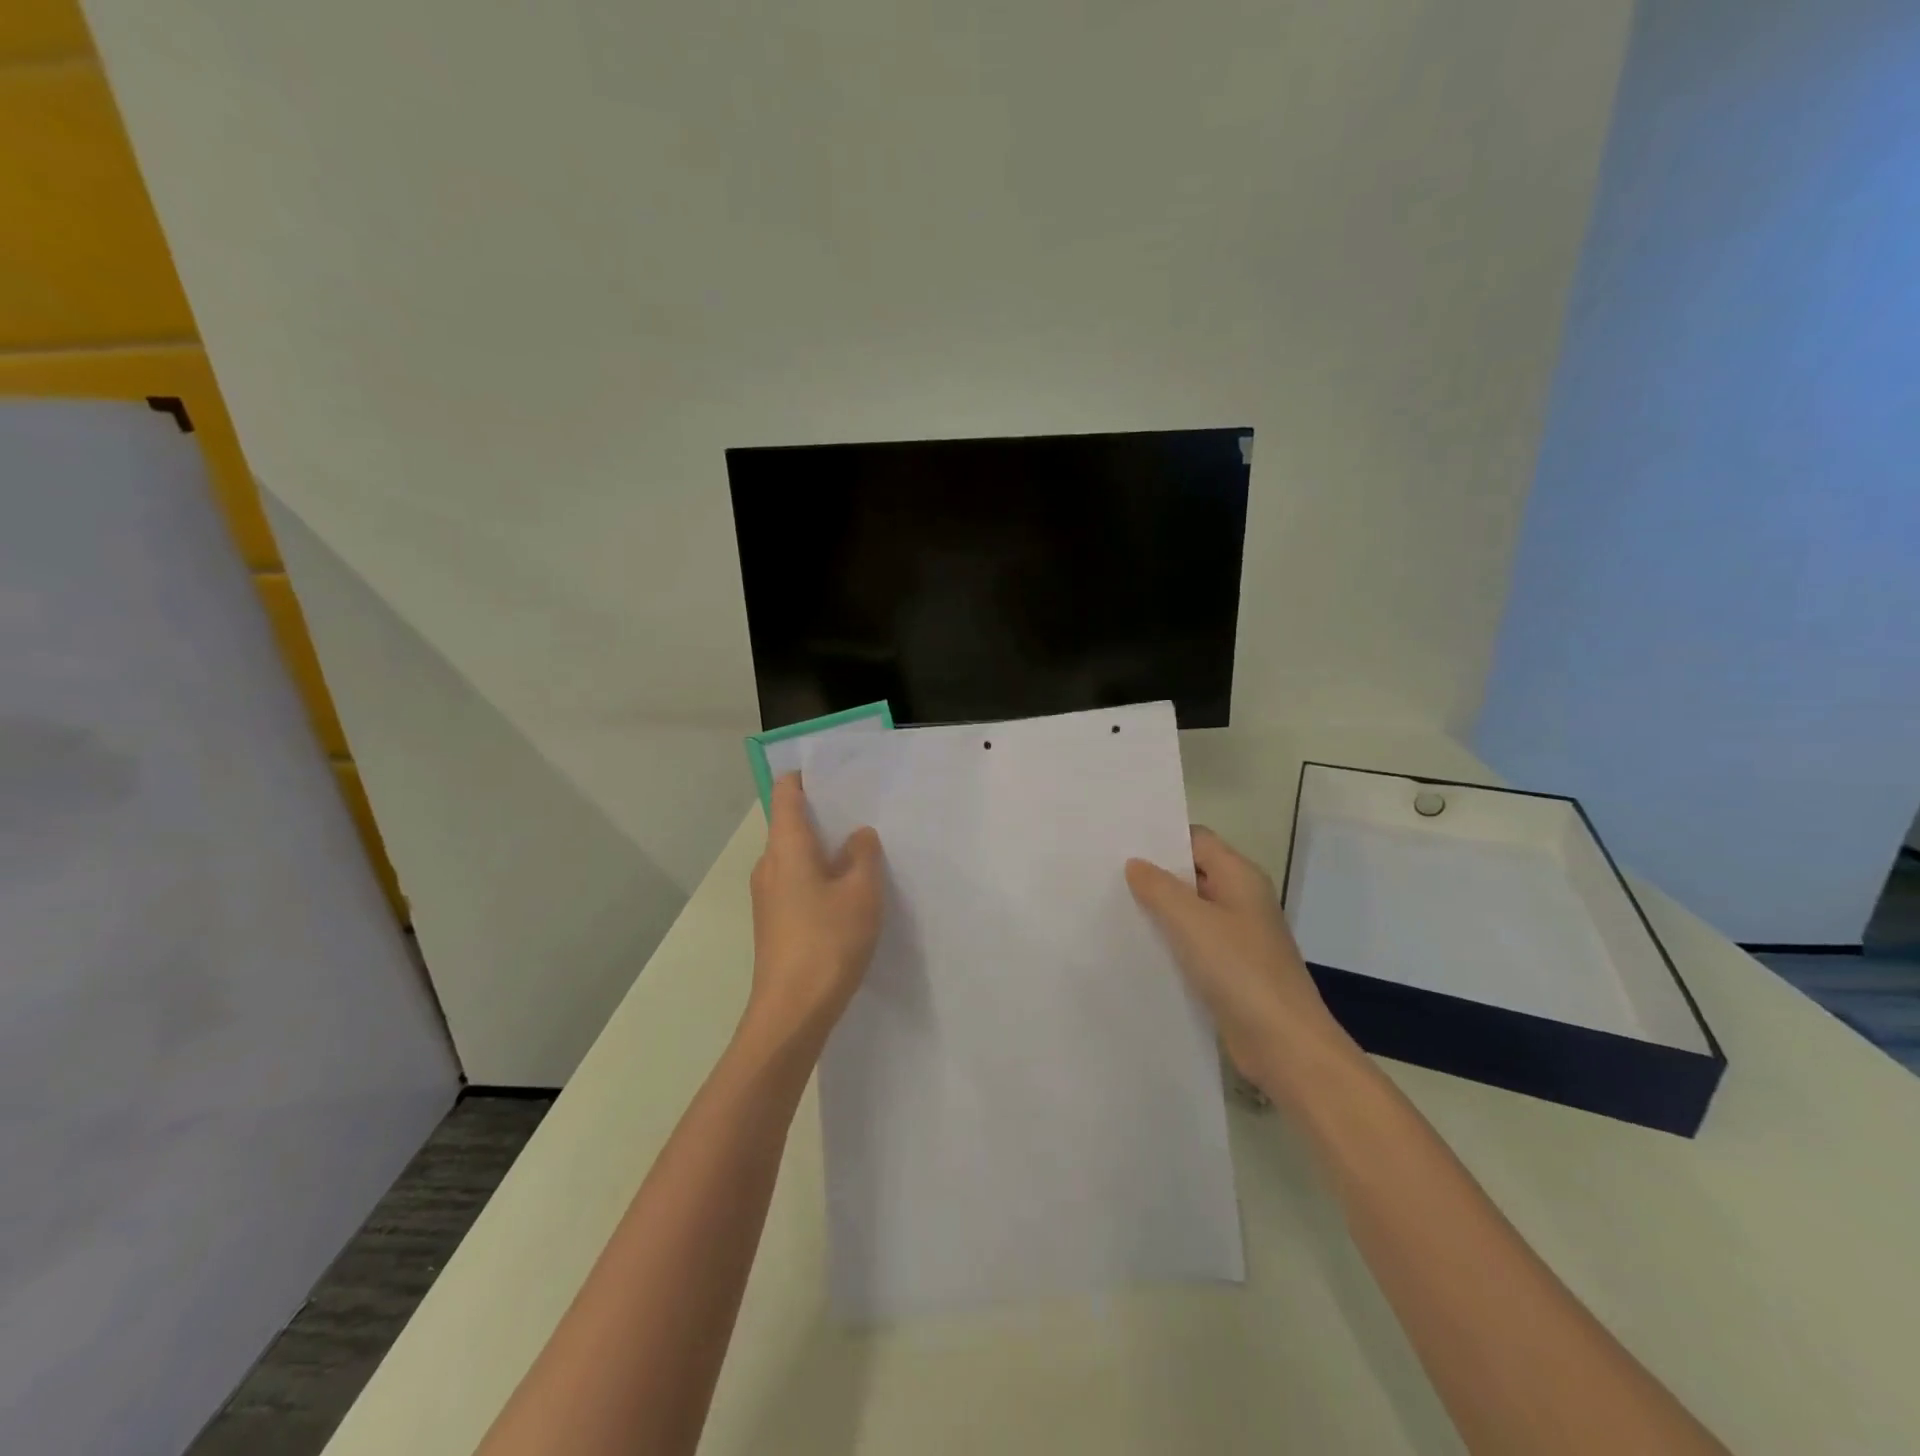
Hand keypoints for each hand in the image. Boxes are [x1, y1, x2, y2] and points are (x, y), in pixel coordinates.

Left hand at [744, 773, 883, 1054]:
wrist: (792, 1012)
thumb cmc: (828, 941)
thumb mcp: (861, 893)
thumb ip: (863, 856)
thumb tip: (858, 836)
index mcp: (786, 847)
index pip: (786, 793)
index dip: (806, 777)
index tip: (835, 775)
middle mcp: (769, 864)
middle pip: (791, 825)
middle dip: (825, 816)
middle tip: (864, 813)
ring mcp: (767, 896)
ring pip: (796, 857)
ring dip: (825, 850)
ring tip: (864, 853)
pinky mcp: (773, 922)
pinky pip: (797, 882)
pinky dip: (819, 876)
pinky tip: (848, 893)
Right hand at [1126, 826, 1354, 1099]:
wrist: (1284, 1044)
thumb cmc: (1239, 970)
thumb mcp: (1192, 921)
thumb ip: (1159, 888)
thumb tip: (1135, 864)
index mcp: (1240, 877)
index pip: (1196, 839)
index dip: (1160, 837)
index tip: (1118, 840)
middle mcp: (1241, 899)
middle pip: (1192, 873)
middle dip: (1154, 873)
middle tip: (1105, 871)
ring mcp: (1237, 936)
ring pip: (1190, 910)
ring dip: (1158, 908)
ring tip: (1110, 904)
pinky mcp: (1229, 969)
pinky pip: (1192, 942)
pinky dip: (1168, 939)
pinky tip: (1136, 944)